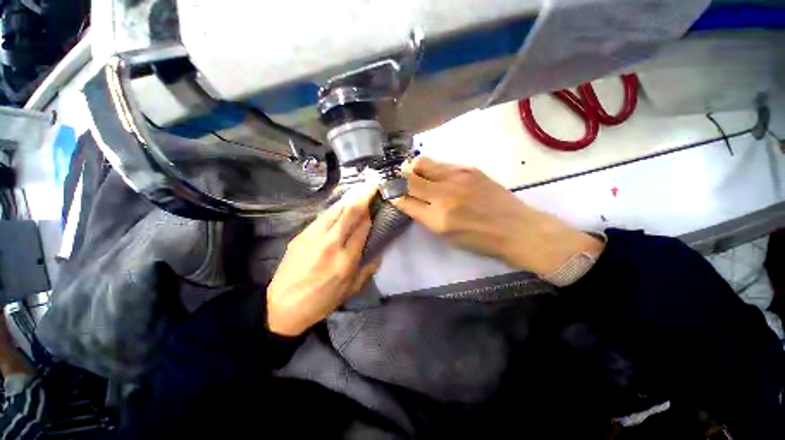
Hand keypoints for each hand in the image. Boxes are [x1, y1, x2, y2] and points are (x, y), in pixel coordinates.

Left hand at [266, 184, 379, 336]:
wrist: (282, 307)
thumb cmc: (322, 301)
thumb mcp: (351, 290)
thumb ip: (368, 267)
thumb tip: (378, 248)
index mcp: (346, 260)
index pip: (363, 227)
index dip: (371, 213)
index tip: (377, 203)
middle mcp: (331, 243)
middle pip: (349, 212)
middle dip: (363, 194)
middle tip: (372, 182)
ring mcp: (313, 236)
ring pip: (335, 209)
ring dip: (349, 196)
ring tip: (360, 187)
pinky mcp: (301, 235)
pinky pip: (323, 216)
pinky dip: (336, 207)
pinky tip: (342, 203)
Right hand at [391, 157, 602, 276]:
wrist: (515, 228)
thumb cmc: (479, 240)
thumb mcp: (446, 236)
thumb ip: (426, 217)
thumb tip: (410, 201)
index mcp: (437, 219)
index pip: (404, 200)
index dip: (393, 195)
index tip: (389, 193)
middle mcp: (444, 195)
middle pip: (409, 178)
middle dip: (398, 178)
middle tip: (398, 180)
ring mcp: (457, 178)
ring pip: (423, 163)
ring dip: (413, 168)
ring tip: (414, 173)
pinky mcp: (469, 168)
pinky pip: (441, 163)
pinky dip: (432, 168)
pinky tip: (436, 174)